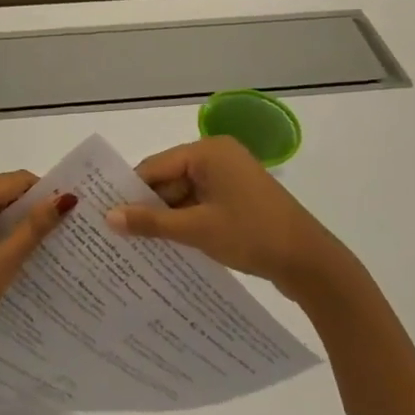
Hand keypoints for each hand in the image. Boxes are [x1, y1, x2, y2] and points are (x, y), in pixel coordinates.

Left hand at [0, 172, 75, 399]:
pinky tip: (2, 257)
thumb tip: (64, 198)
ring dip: (6, 223)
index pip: (14, 181)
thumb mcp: (3, 263)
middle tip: (55, 233)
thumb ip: (34, 227)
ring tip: (34, 247)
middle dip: (25, 209)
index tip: (65, 215)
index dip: (42, 194)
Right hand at [105, 136, 354, 295]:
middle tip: (118, 236)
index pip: (155, 167)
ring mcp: (231, 177)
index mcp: (208, 152)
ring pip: (184, 194)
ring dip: (167, 218)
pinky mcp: (239, 198)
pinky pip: (201, 204)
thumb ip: (151, 222)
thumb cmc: (252, 235)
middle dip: (148, 207)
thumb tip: (108, 218)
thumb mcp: (196, 229)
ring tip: (138, 246)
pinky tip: (169, 245)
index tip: (104, 217)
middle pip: (168, 179)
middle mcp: (218, 156)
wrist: (310, 262)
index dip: (130, 192)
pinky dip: (187, 222)